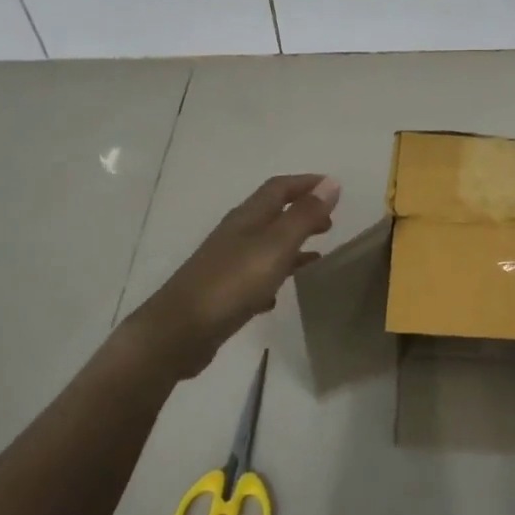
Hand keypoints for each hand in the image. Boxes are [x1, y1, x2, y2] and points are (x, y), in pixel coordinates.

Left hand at [123, 174, 339, 380]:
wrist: (180, 331)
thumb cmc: (233, 282)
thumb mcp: (276, 245)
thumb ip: (304, 216)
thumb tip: (330, 183)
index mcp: (248, 217)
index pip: (279, 188)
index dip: (306, 184)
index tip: (334, 188)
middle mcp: (236, 234)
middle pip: (272, 214)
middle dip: (302, 213)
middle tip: (330, 223)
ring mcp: (227, 263)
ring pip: (265, 245)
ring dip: (291, 245)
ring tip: (317, 255)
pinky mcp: (223, 292)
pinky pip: (255, 276)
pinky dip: (274, 275)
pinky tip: (281, 292)